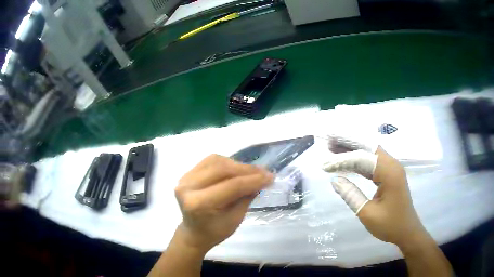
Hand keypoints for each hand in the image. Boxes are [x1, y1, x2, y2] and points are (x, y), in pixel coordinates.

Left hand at [174, 154, 273, 253]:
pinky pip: (210, 161)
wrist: (194, 232)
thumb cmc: (215, 231)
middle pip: (222, 169)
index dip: (253, 180)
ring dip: (238, 165)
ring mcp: (185, 178)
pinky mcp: (187, 173)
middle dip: (247, 170)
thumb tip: (262, 178)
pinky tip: (237, 169)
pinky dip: (227, 163)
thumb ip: (246, 196)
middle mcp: (187, 187)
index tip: (271, 177)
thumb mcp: (235, 218)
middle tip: (264, 173)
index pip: (230, 186)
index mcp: (198, 204)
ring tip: (253, 172)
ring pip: (216, 161)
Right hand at [323, 137, 427, 248]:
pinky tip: (348, 163)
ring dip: (353, 150)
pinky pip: (373, 163)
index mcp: (389, 172)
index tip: (325, 165)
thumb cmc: (390, 225)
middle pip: (368, 147)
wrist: (407, 231)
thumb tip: (335, 180)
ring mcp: (391, 168)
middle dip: (348, 142)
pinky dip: (359, 161)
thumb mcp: (368, 213)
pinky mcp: (389, 174)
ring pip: (370, 153)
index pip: (362, 158)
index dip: (342, 160)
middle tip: (329, 140)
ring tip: (333, 148)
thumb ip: (351, 195)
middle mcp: (391, 164)